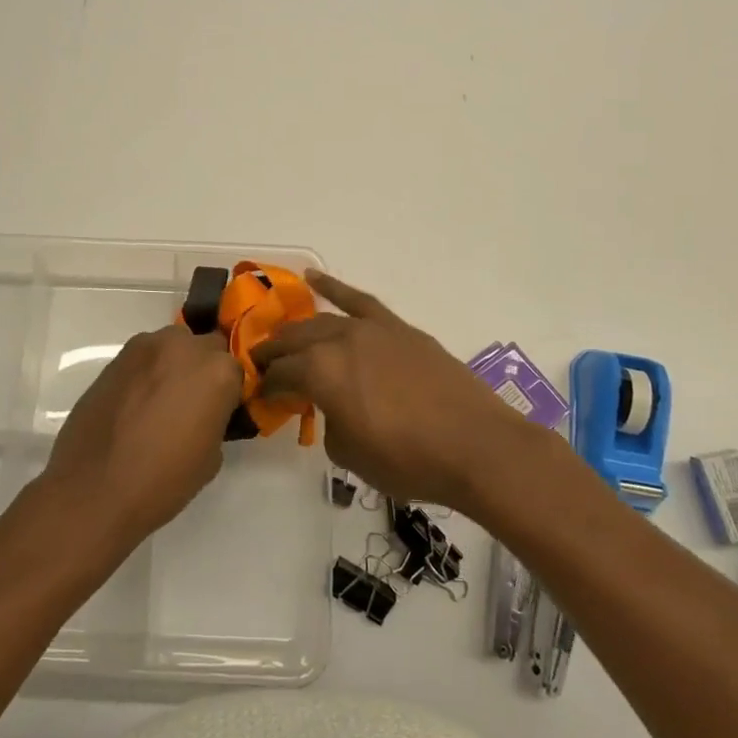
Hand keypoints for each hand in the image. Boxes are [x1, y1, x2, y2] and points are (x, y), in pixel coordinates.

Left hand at [38, 324, 241, 546]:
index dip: (229, 392)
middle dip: (203, 370)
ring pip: (172, 346)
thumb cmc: (163, 480)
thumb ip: (215, 418)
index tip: (220, 413)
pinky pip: (143, 358)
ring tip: (160, 401)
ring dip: (174, 365)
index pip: (236, 370)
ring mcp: (146, 347)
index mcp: (217, 371)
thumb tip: (205, 412)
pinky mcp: (115, 357)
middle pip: (206, 348)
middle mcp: (184, 347)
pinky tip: (136, 404)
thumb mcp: (211, 456)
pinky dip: (146, 373)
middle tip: (192, 404)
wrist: (94, 489)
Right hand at [253, 271, 537, 513]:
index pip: (281, 375)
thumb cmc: (407, 460)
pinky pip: (359, 300)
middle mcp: (339, 340)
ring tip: (283, 338)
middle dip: (274, 354)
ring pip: (322, 321)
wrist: (475, 446)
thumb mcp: (349, 455)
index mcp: (320, 372)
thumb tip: (331, 407)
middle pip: (294, 341)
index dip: (267, 386)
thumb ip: (328, 422)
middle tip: (263, 367)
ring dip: (298, 329)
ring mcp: (372, 329)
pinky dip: (334, 287)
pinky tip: (314, 277)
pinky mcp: (398, 328)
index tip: (262, 397)